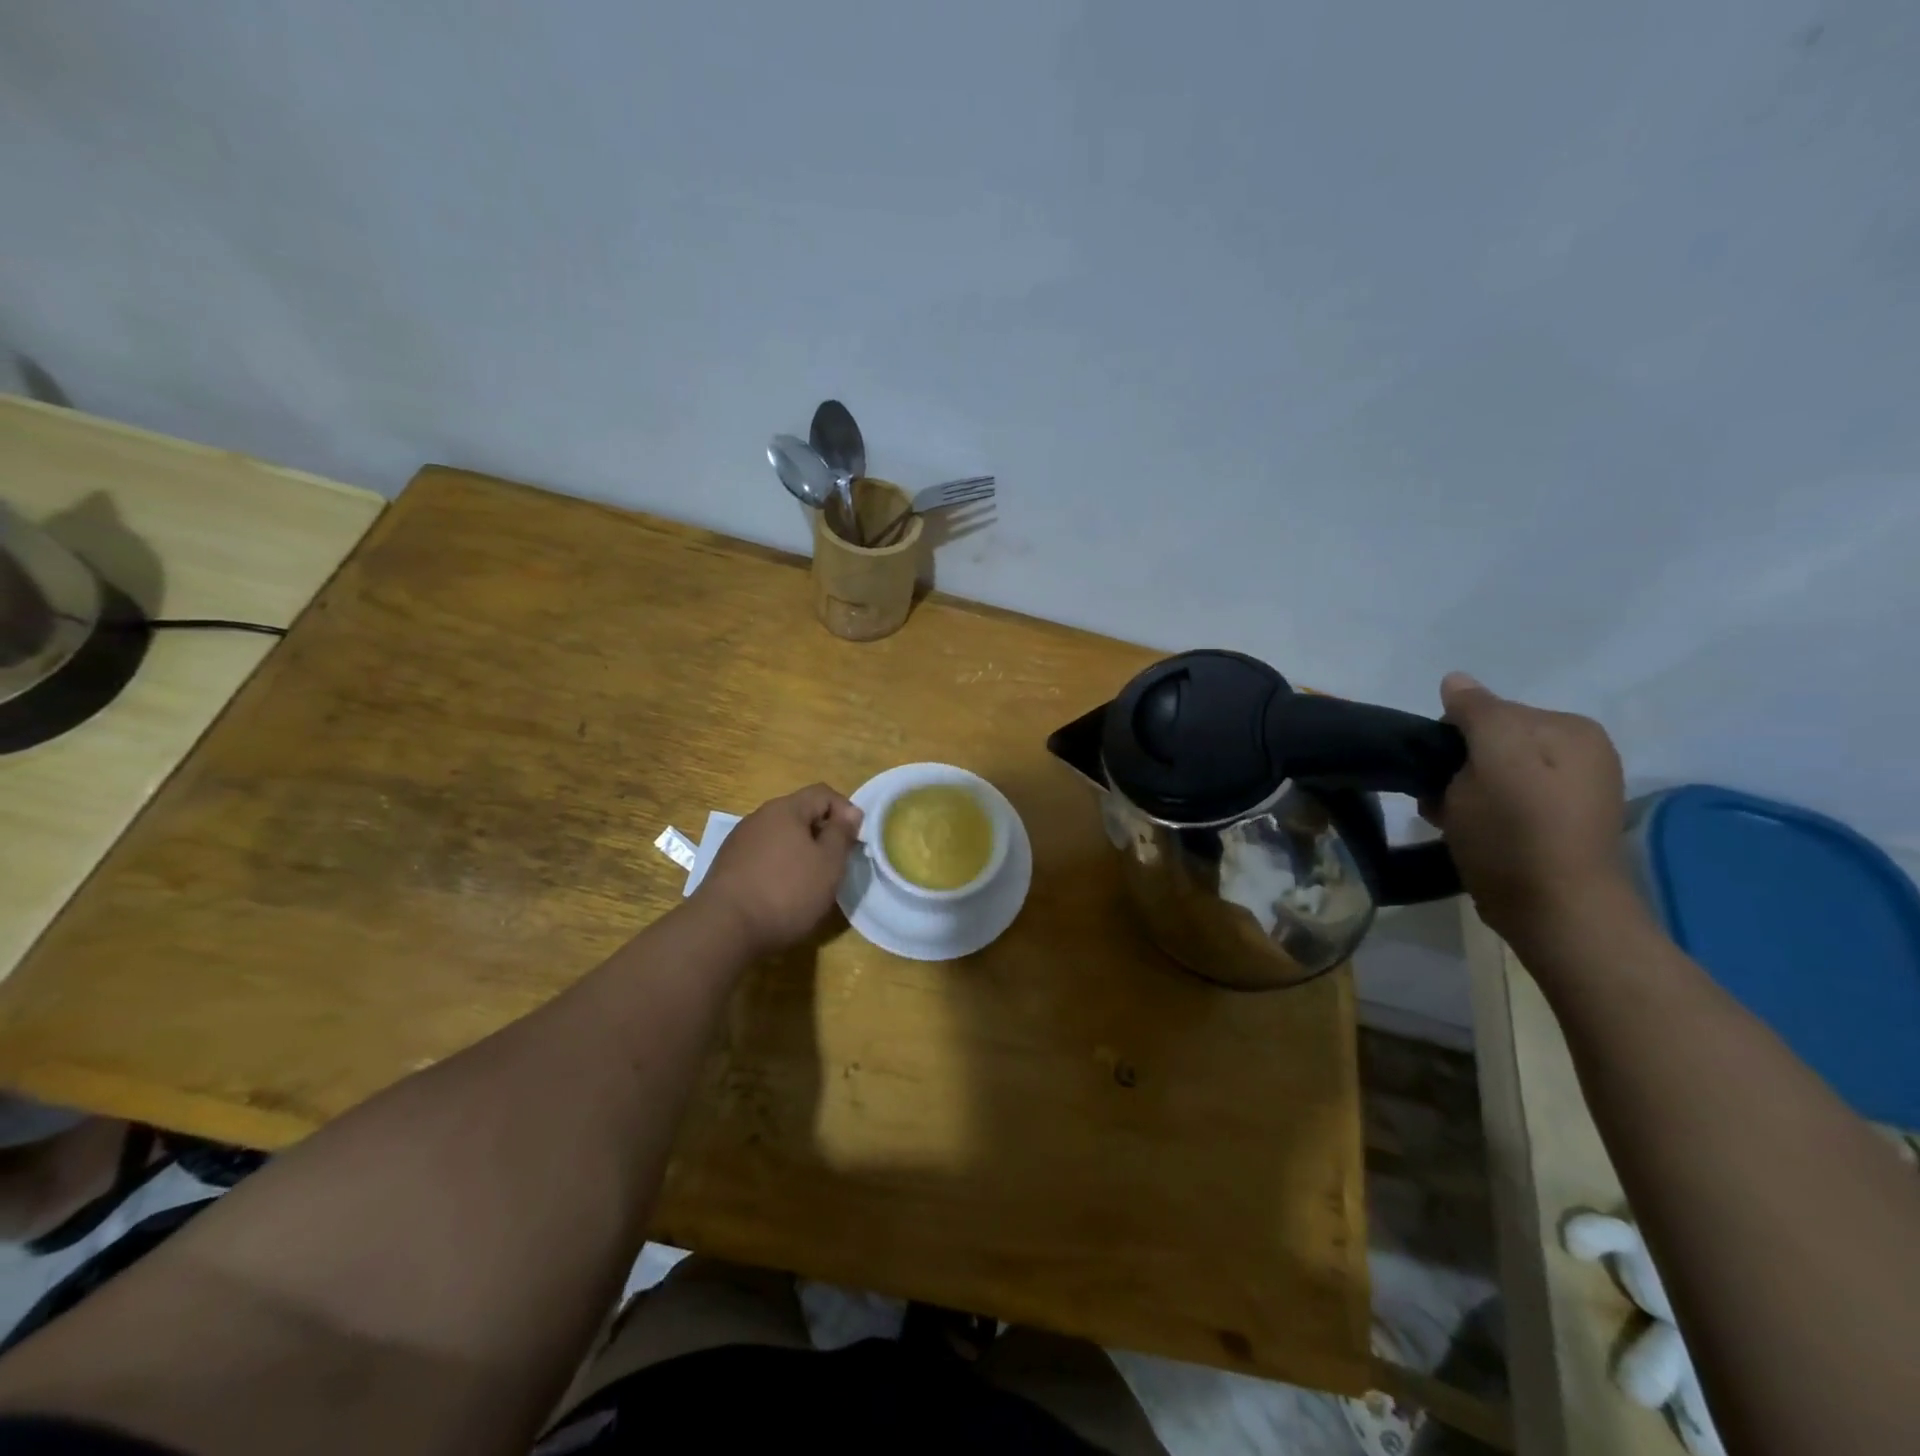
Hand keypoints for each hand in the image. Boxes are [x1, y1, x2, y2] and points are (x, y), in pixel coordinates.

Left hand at [692, 784, 863, 957]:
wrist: (723, 928)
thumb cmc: (786, 892)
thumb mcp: (828, 864)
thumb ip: (842, 833)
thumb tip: (851, 812)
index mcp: (786, 809)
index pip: (823, 793)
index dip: (845, 810)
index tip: (855, 840)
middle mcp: (759, 816)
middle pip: (800, 813)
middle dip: (822, 833)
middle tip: (836, 862)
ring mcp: (739, 840)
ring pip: (780, 835)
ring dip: (800, 850)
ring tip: (810, 880)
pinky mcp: (727, 865)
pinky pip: (763, 854)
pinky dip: (779, 865)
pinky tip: (782, 892)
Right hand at [1424, 673, 1635, 945]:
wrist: (1557, 914)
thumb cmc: (1518, 832)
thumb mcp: (1493, 761)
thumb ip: (1477, 713)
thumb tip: (1455, 680)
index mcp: (1570, 729)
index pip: (1488, 710)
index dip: (1453, 739)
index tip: (1441, 773)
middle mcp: (1580, 753)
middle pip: (1490, 742)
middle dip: (1457, 767)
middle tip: (1444, 801)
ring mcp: (1571, 791)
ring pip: (1490, 773)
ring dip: (1461, 792)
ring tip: (1452, 820)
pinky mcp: (1556, 826)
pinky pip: (1503, 801)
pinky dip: (1479, 812)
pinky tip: (1469, 832)